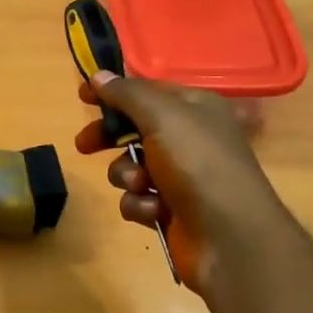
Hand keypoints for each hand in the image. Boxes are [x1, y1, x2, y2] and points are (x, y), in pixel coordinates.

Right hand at [75, 73, 286, 291]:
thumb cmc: (198, 165)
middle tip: (85, 146)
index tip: (82, 96)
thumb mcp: (162, 117)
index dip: (114, 92)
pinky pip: (138, 200)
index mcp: (195, 108)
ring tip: (142, 185)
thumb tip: (99, 76)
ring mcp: (181, 177)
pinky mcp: (171, 211)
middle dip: (110, 138)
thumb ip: (127, 95)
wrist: (230, 237)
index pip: (147, 91)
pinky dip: (141, 205)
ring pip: (131, 168)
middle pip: (135, 129)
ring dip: (127, 176)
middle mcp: (189, 139)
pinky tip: (155, 212)